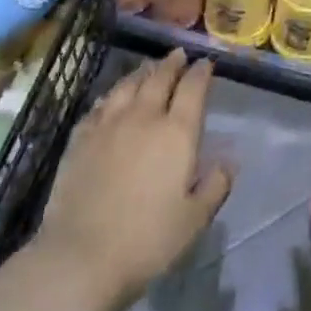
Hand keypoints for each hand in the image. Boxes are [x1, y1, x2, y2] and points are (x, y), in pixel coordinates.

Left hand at [35, 50, 231, 307]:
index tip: (206, 63)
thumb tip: (229, 161)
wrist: (81, 256)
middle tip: (179, 54)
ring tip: (149, 67)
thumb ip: (215, 186)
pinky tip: (111, 97)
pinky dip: (111, 95)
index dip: (201, 72)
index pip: (193, 89)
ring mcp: (109, 124)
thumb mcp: (194, 220)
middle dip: (172, 63)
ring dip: (142, 71)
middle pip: (159, 78)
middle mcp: (144, 117)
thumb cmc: (146, 240)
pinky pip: (100, 105)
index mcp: (176, 132)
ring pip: (128, 85)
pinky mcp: (80, 138)